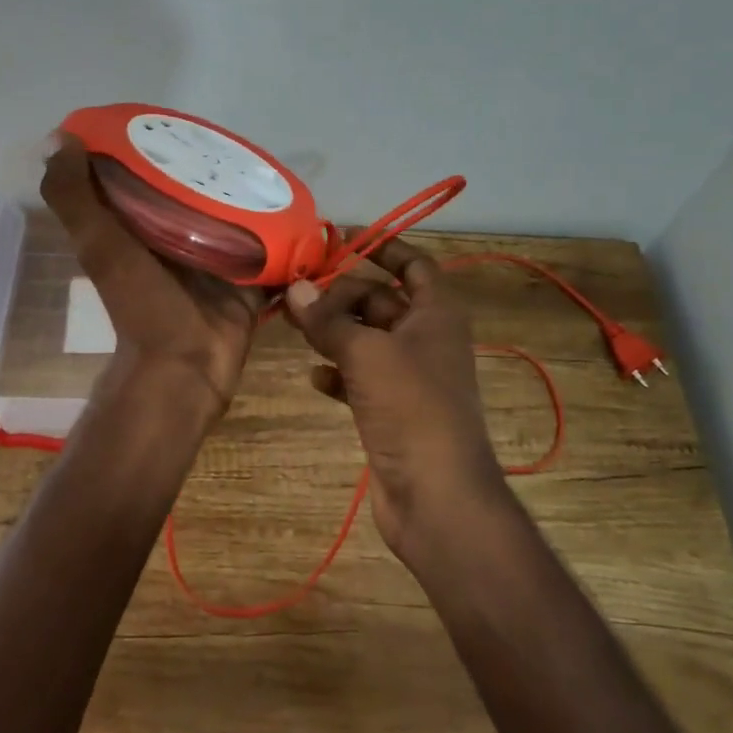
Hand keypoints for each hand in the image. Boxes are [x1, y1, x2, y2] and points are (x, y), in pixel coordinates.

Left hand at [41, 134, 261, 419]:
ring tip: (275, 167)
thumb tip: (58, 138)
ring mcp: (216, 258)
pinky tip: (301, 205)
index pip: (148, 175)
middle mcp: (177, 237)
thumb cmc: (141, 303)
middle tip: (242, 142)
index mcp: (140, 226)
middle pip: (198, 192)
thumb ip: (74, 198)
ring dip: (251, 195)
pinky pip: (270, 246)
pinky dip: (282, 229)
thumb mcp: (100, 246)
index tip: (178, 119)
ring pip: (235, 215)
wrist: (185, 366)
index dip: (157, 146)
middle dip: (215, 168)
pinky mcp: (249, 276)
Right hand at [284, 239, 509, 556]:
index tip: (343, 237)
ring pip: (367, 340)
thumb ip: (329, 320)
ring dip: (335, 332)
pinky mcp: (393, 411)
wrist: (437, 495)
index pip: (415, 264)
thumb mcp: (367, 354)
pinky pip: (361, 379)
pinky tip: (314, 377)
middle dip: (343, 294)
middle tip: (298, 291)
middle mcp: (426, 340)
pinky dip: (339, 373)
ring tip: (295, 326)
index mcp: (437, 315)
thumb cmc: (411, 408)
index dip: (384, 247)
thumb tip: (295, 289)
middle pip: (382, 301)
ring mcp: (410, 378)